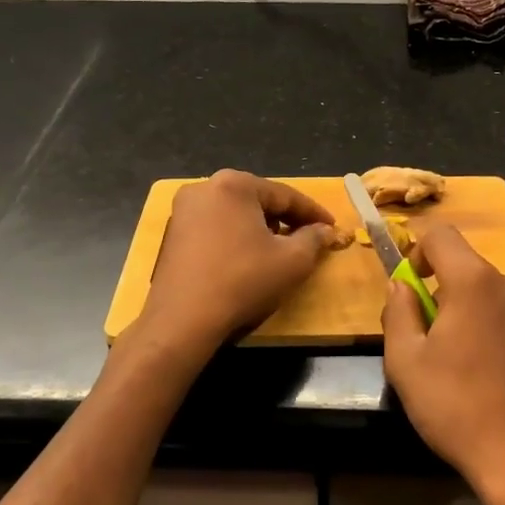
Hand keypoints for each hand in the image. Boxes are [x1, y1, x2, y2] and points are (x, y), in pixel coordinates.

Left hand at [139, 170, 342, 351]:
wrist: (182, 321)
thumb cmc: (242, 281)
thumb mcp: (292, 261)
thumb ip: (314, 239)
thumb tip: (325, 230)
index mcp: (234, 184)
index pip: (285, 195)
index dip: (313, 212)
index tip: (332, 227)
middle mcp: (204, 188)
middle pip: (258, 200)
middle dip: (285, 219)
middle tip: (308, 238)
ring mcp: (183, 211)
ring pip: (236, 214)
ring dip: (260, 229)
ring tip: (279, 250)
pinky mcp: (173, 235)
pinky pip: (215, 228)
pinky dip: (236, 238)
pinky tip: (248, 260)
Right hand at [381, 225, 504, 504]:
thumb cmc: (458, 408)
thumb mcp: (406, 361)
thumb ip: (397, 311)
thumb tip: (401, 285)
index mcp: (475, 281)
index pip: (440, 235)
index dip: (416, 252)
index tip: (410, 289)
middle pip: (466, 268)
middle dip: (442, 292)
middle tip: (429, 341)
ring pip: (490, 293)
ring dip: (470, 313)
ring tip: (461, 364)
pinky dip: (495, 329)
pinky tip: (491, 374)